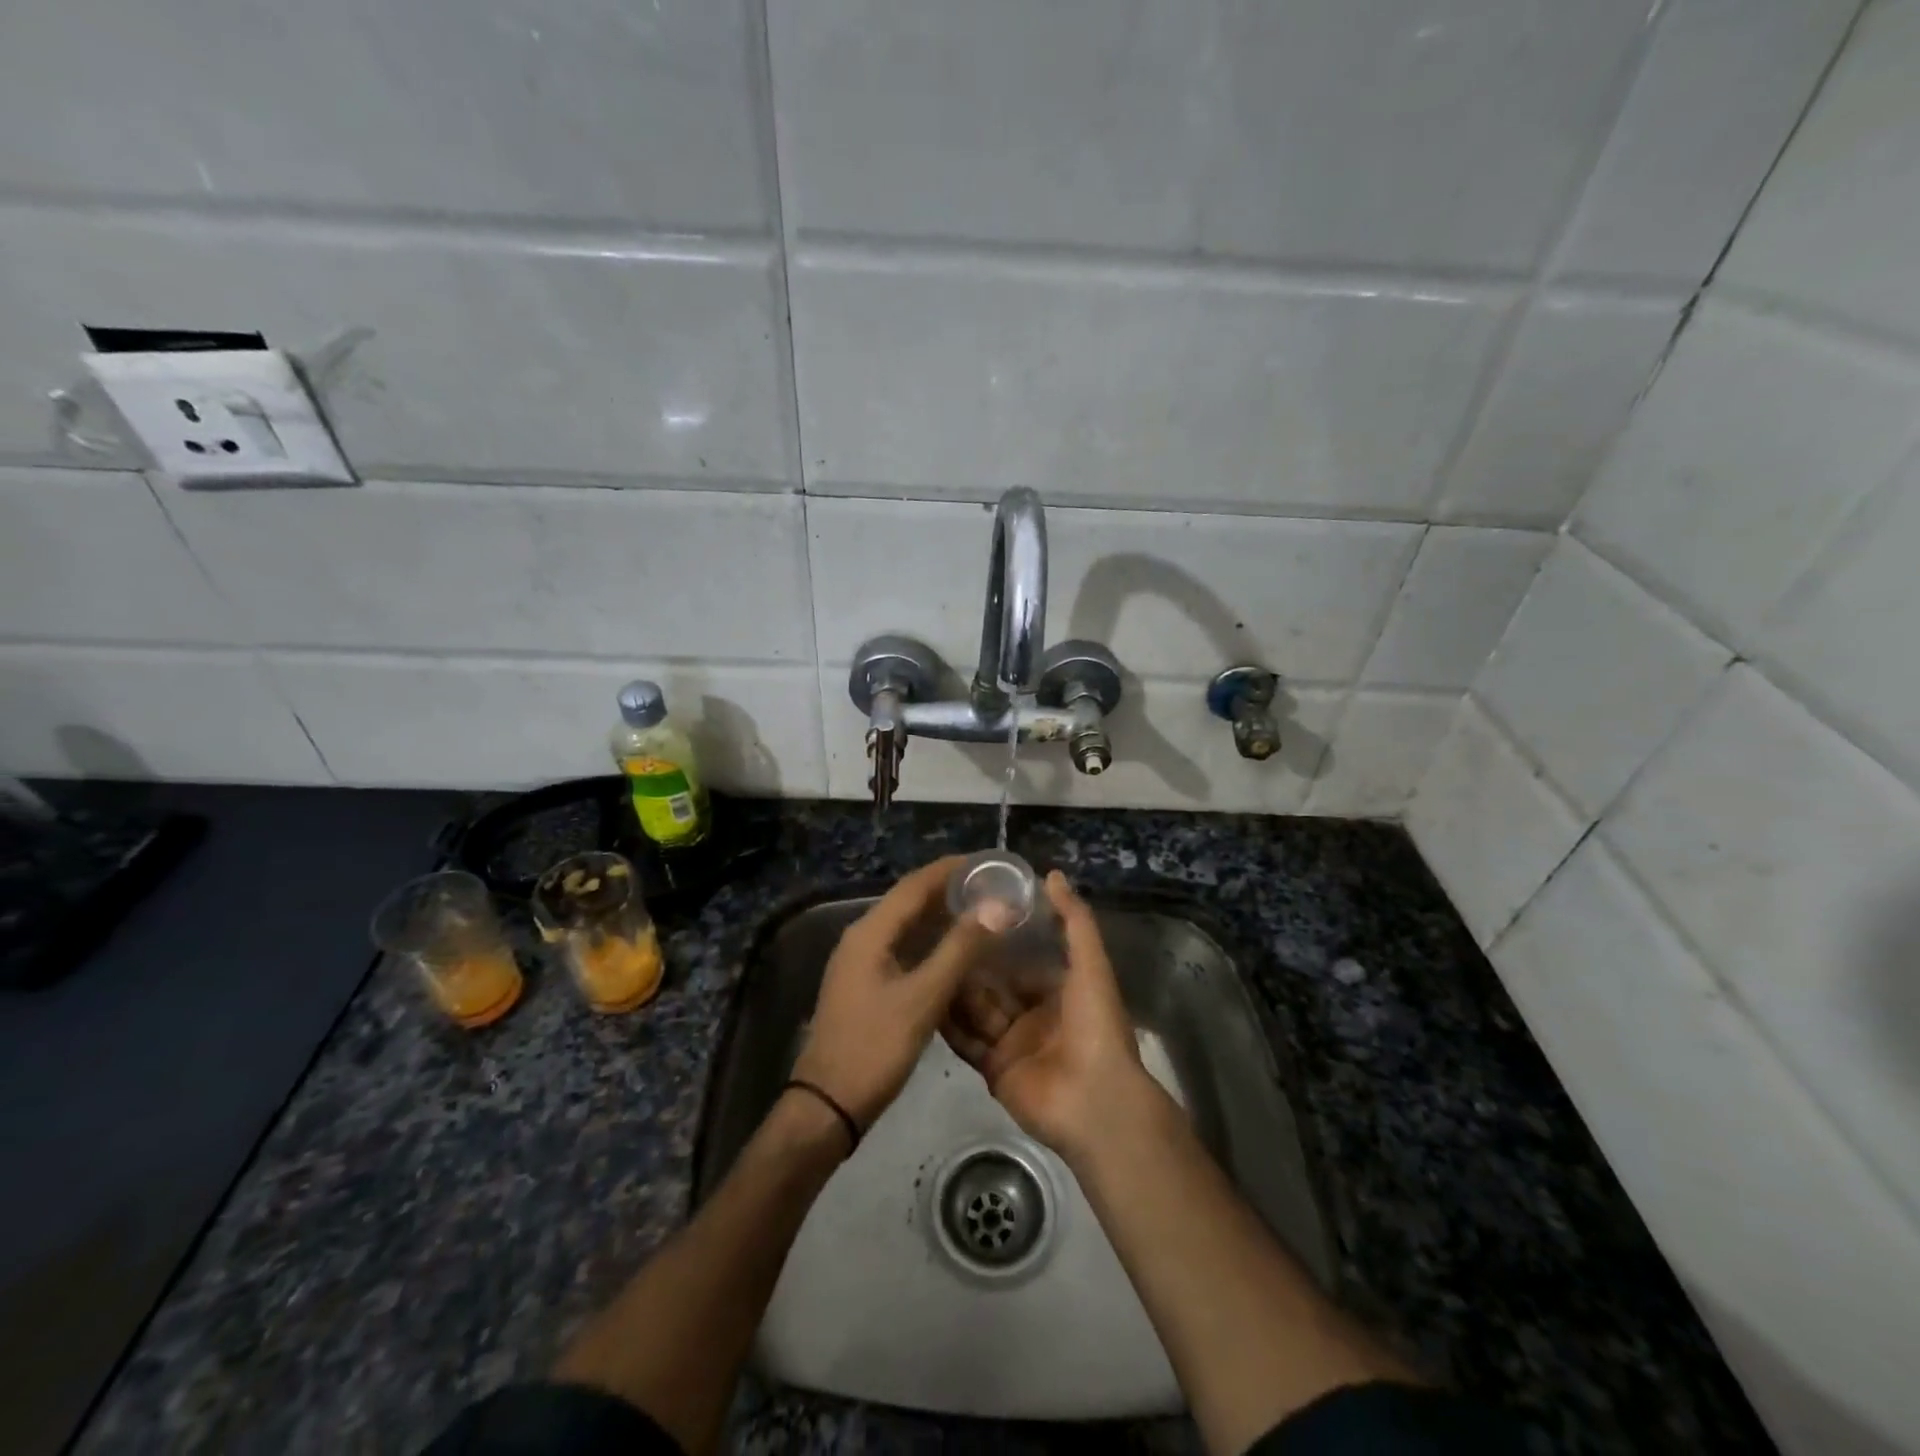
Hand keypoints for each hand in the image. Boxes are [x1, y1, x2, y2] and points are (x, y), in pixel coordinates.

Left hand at [791, 857, 991, 1130]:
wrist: (827, 1105)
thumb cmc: (875, 1048)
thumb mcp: (923, 998)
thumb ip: (959, 950)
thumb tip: (996, 907)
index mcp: (870, 932)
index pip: (915, 885)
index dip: (951, 869)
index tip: (987, 862)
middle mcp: (862, 938)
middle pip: (909, 902)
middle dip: (949, 891)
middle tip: (992, 888)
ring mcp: (860, 962)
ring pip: (906, 927)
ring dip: (941, 917)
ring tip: (981, 913)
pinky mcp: (865, 985)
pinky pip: (902, 950)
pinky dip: (930, 944)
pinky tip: (956, 954)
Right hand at [943, 871, 1158, 1160]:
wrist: (1094, 1100)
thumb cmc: (1095, 1024)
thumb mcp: (1090, 964)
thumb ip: (1073, 919)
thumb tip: (1051, 874)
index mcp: (1059, 991)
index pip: (1022, 961)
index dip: (999, 941)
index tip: (968, 915)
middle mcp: (1033, 1016)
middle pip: (994, 985)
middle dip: (970, 964)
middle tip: (933, 936)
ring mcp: (1012, 1044)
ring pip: (977, 1010)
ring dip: (954, 989)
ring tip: (920, 960)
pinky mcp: (993, 1070)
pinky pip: (966, 1041)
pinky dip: (947, 1024)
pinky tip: (922, 999)